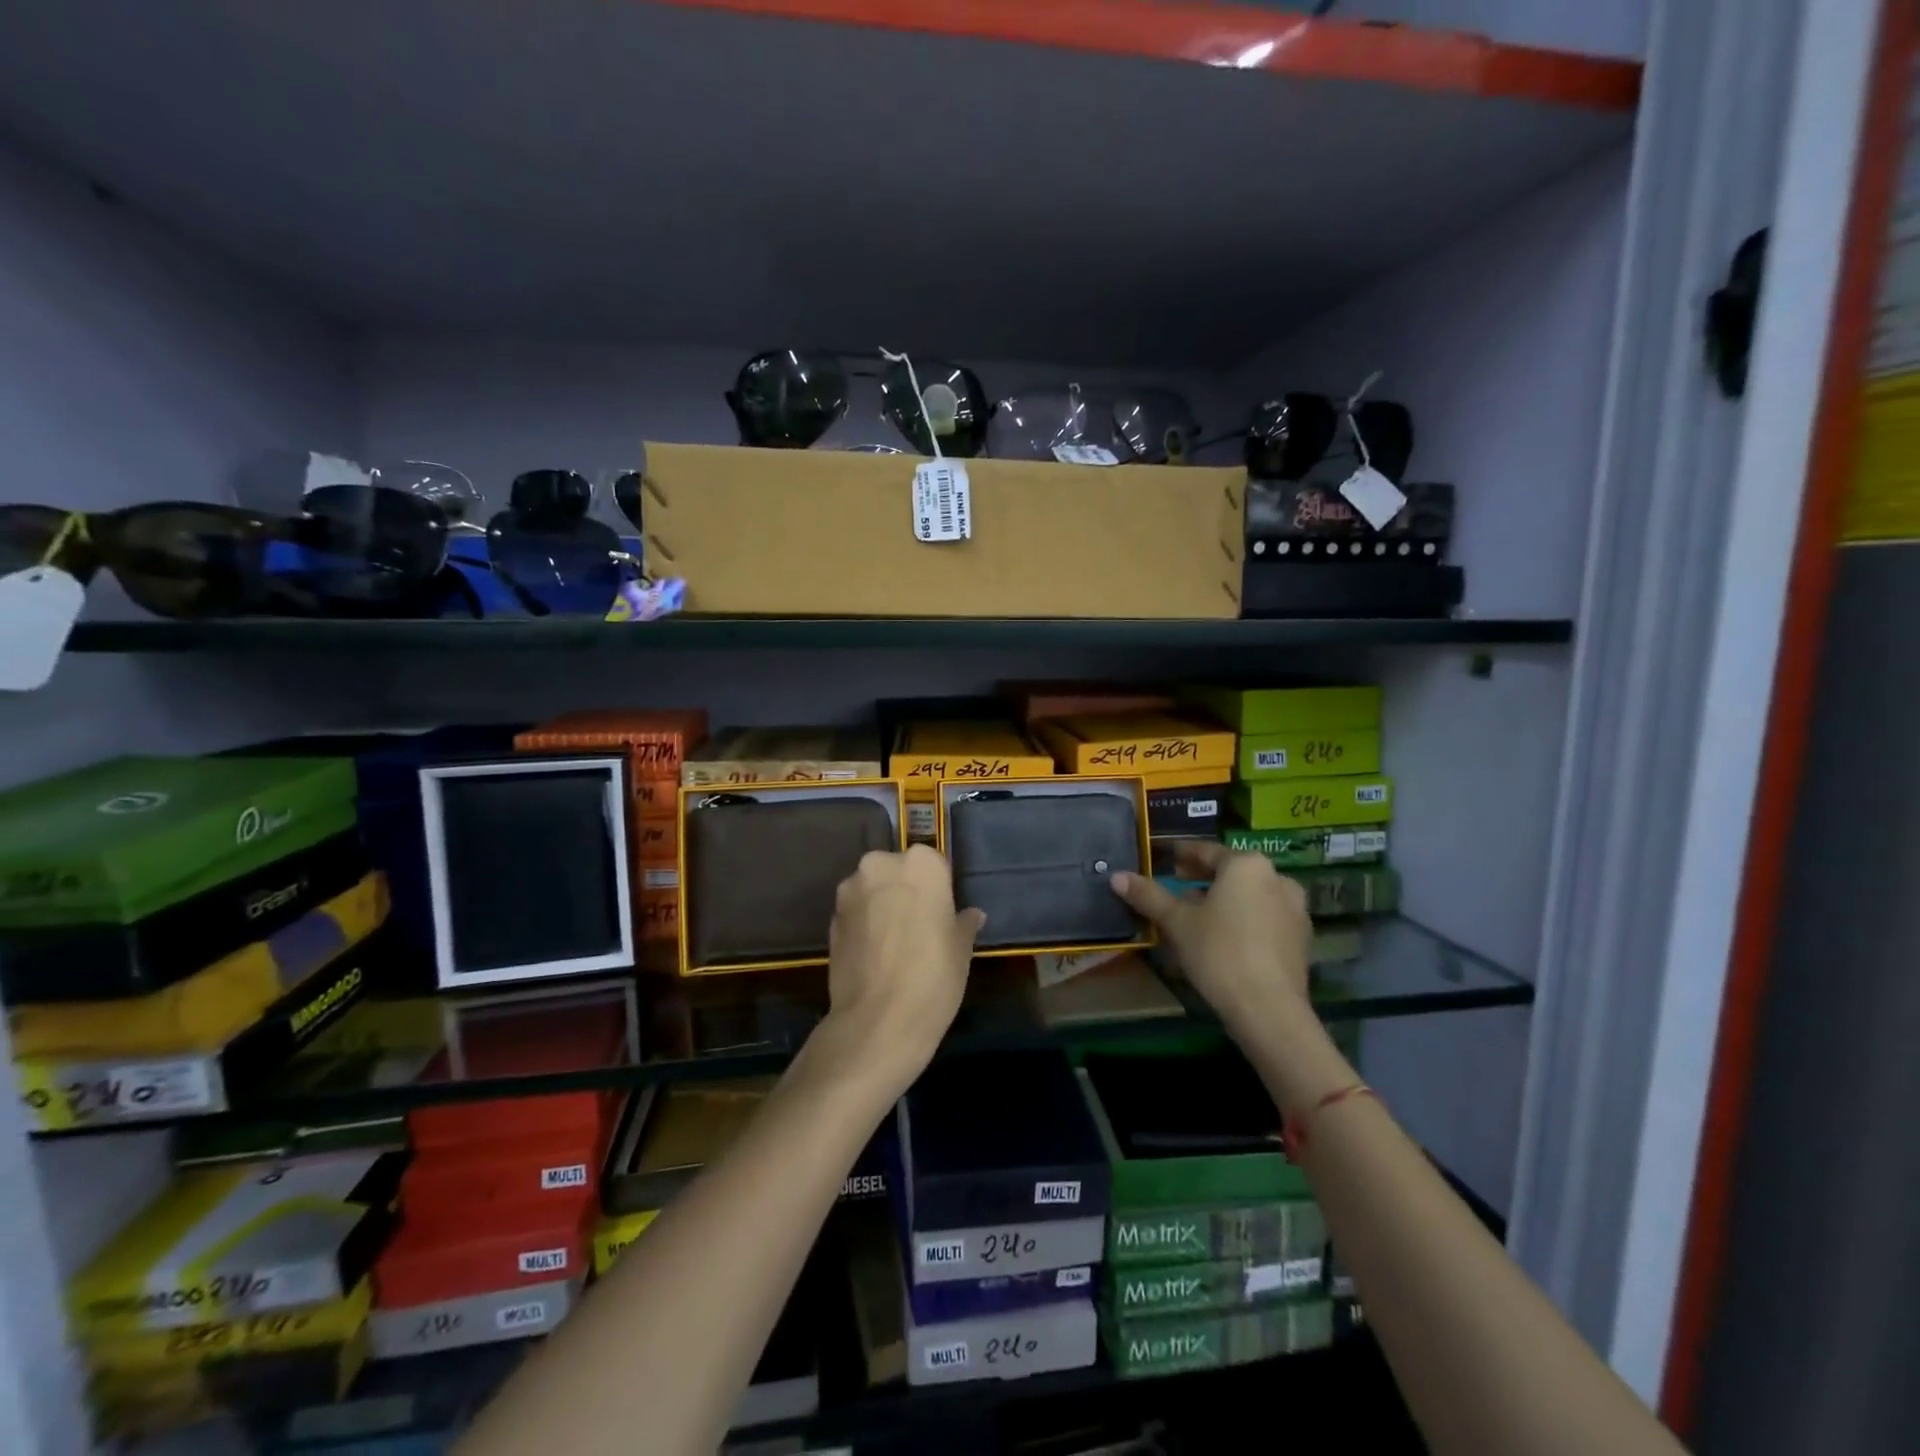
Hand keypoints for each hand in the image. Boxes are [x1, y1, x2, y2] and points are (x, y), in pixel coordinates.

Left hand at [825, 845, 984, 1088]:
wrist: (879, 1019)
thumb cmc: (934, 975)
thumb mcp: (961, 949)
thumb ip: (963, 923)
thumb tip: (971, 916)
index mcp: (921, 864)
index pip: (934, 864)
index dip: (939, 889)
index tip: (942, 914)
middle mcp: (881, 865)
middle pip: (897, 870)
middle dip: (905, 891)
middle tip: (919, 926)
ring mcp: (851, 891)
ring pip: (872, 889)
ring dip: (881, 906)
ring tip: (894, 943)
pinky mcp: (831, 918)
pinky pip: (855, 913)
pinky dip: (864, 925)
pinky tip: (875, 955)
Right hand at [1112, 841, 1312, 1034]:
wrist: (1269, 1010)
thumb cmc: (1219, 953)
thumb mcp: (1177, 923)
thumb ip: (1148, 896)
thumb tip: (1117, 876)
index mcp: (1246, 865)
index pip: (1206, 852)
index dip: (1182, 854)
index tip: (1165, 858)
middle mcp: (1276, 879)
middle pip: (1230, 873)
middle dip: (1202, 879)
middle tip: (1175, 886)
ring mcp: (1294, 910)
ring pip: (1249, 896)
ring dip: (1223, 900)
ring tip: (1196, 915)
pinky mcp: (1301, 940)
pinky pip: (1263, 918)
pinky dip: (1242, 920)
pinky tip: (1223, 938)